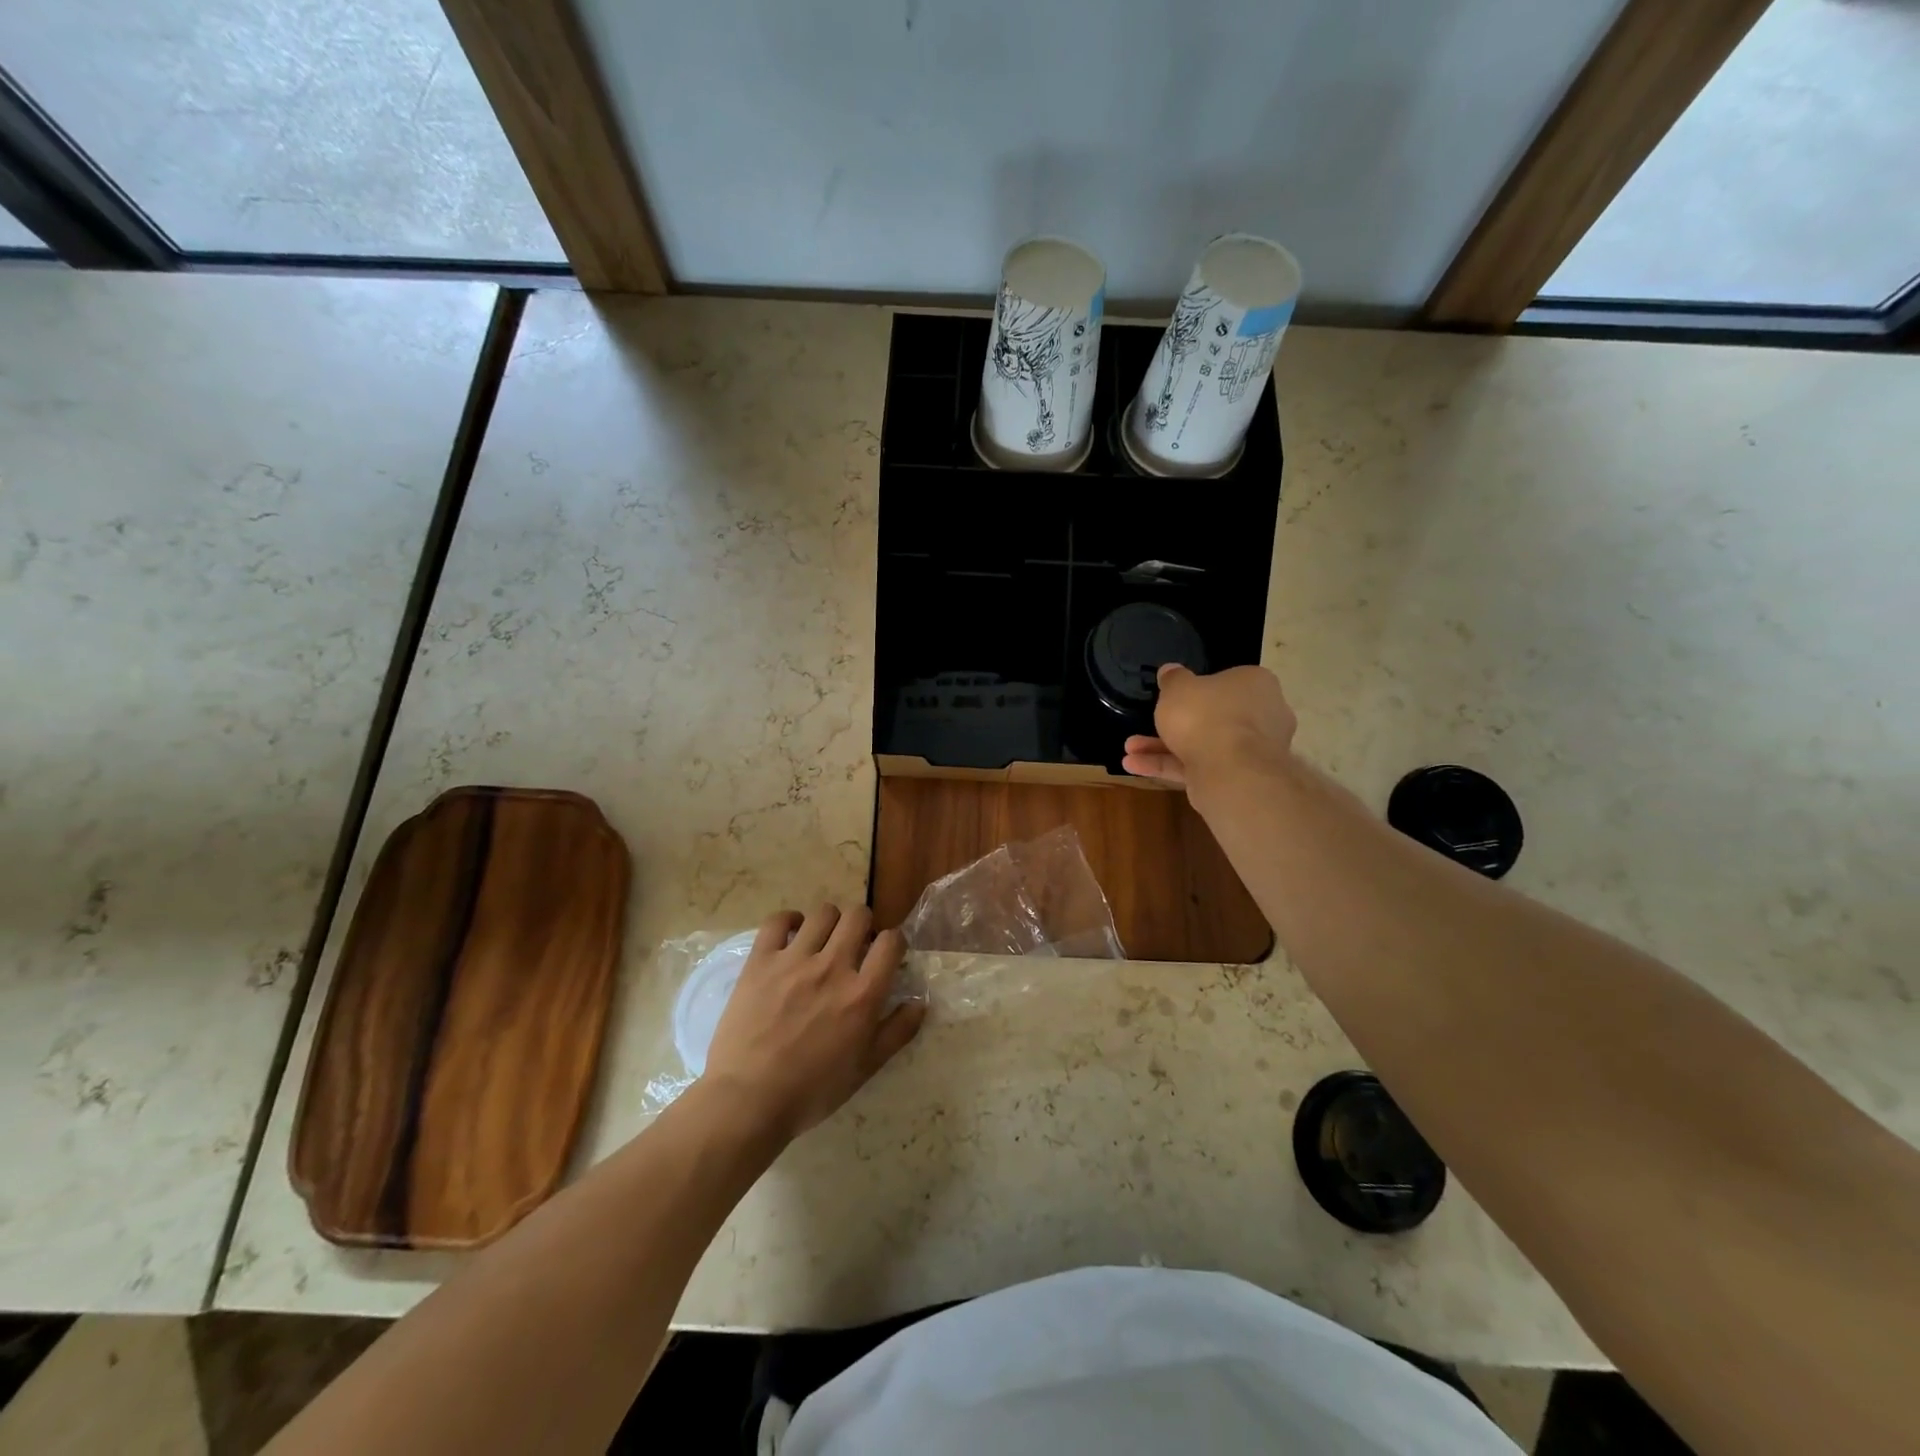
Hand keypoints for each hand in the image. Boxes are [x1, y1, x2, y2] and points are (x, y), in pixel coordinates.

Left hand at [702, 903, 924, 1140]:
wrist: (748, 1100)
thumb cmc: (812, 1090)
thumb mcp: (865, 1068)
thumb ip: (897, 1032)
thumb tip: (920, 1002)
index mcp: (862, 994)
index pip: (891, 941)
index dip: (893, 943)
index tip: (885, 955)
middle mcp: (832, 967)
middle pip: (858, 916)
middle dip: (863, 925)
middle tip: (854, 945)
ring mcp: (794, 960)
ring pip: (823, 913)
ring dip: (830, 923)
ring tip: (822, 942)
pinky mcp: (760, 960)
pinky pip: (778, 921)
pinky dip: (789, 921)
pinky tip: (791, 936)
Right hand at [1122, 662, 1297, 790]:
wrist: (1229, 771)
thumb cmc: (1205, 715)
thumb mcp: (1178, 688)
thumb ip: (1173, 679)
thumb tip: (1170, 670)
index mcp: (1256, 684)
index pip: (1228, 682)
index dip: (1198, 688)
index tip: (1174, 696)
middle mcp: (1262, 716)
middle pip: (1214, 716)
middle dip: (1174, 723)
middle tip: (1149, 723)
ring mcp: (1252, 751)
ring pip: (1203, 744)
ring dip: (1163, 748)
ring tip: (1130, 750)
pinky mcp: (1238, 778)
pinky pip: (1199, 767)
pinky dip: (1169, 766)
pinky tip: (1135, 766)